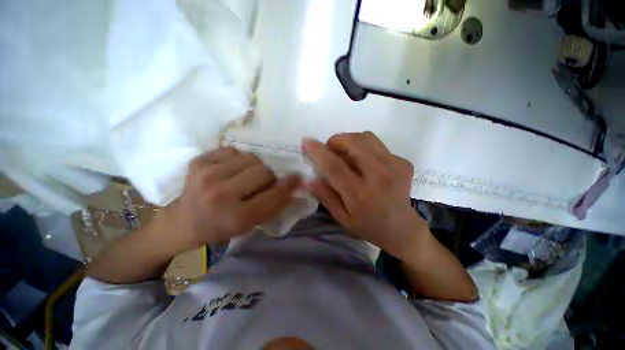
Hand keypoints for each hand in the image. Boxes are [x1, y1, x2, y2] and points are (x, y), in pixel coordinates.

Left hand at [163, 147, 300, 250]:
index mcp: (236, 217)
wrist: (183, 221)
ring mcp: (207, 175)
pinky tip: (231, 170)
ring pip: (251, 158)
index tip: (296, 179)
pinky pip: (233, 150)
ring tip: (245, 176)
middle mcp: (220, 195)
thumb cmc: (221, 227)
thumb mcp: (250, 225)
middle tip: (262, 182)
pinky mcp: (198, 162)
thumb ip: (273, 205)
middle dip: (269, 176)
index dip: (288, 185)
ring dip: (254, 166)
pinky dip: (238, 159)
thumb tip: (291, 183)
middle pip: (264, 171)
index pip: (273, 195)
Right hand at [302, 132, 423, 256]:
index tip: (307, 142)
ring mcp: (395, 167)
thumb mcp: (342, 218)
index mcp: (359, 195)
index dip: (318, 151)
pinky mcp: (403, 163)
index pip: (334, 166)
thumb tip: (309, 179)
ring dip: (351, 140)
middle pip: (354, 143)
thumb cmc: (368, 226)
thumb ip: (325, 197)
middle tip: (331, 149)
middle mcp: (379, 177)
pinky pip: (379, 145)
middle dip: (336, 140)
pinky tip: (366, 162)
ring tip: (347, 153)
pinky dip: (366, 148)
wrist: (402, 229)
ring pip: (367, 138)